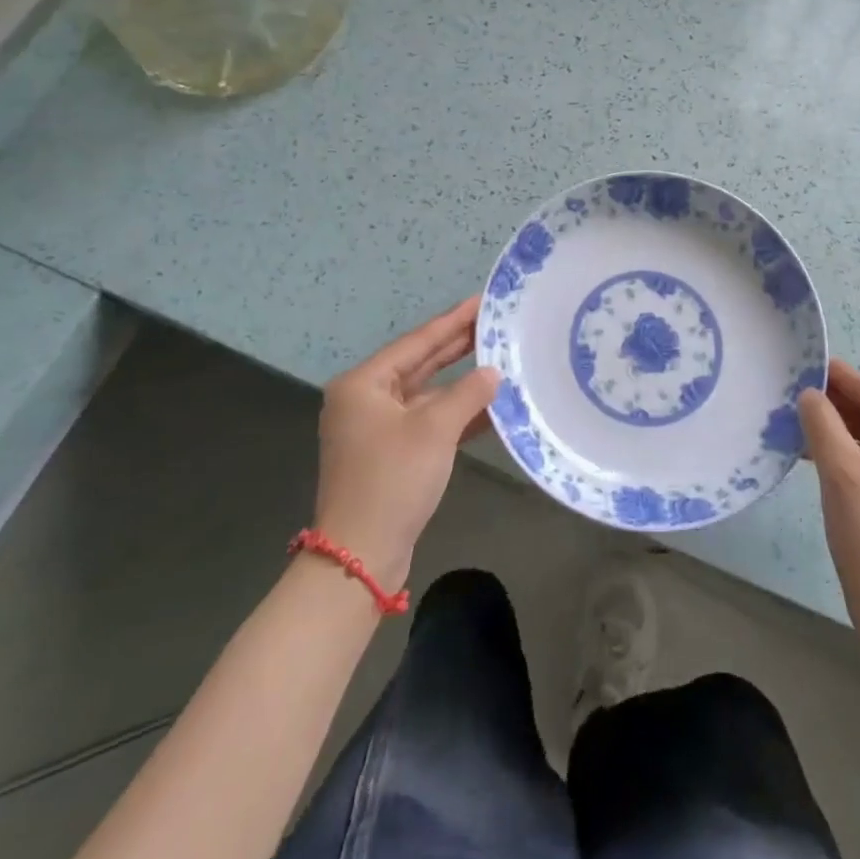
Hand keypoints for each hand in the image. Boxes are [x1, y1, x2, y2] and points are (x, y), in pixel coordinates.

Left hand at [311, 297, 498, 590]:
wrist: (360, 556)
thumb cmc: (392, 480)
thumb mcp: (435, 430)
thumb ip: (468, 394)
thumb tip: (493, 372)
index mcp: (363, 384)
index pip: (416, 342)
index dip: (452, 321)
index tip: (481, 301)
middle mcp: (365, 400)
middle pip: (419, 364)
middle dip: (457, 346)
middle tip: (494, 323)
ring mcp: (376, 428)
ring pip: (426, 393)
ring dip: (460, 382)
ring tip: (499, 357)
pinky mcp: (390, 453)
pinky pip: (427, 421)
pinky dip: (455, 413)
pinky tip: (489, 405)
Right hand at [799, 359, 859, 649]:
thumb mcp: (842, 477)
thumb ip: (824, 425)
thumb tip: (810, 393)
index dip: (843, 377)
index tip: (806, 365)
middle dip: (843, 399)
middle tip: (801, 395)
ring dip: (845, 424)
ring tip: (804, 421)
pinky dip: (853, 448)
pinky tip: (820, 451)